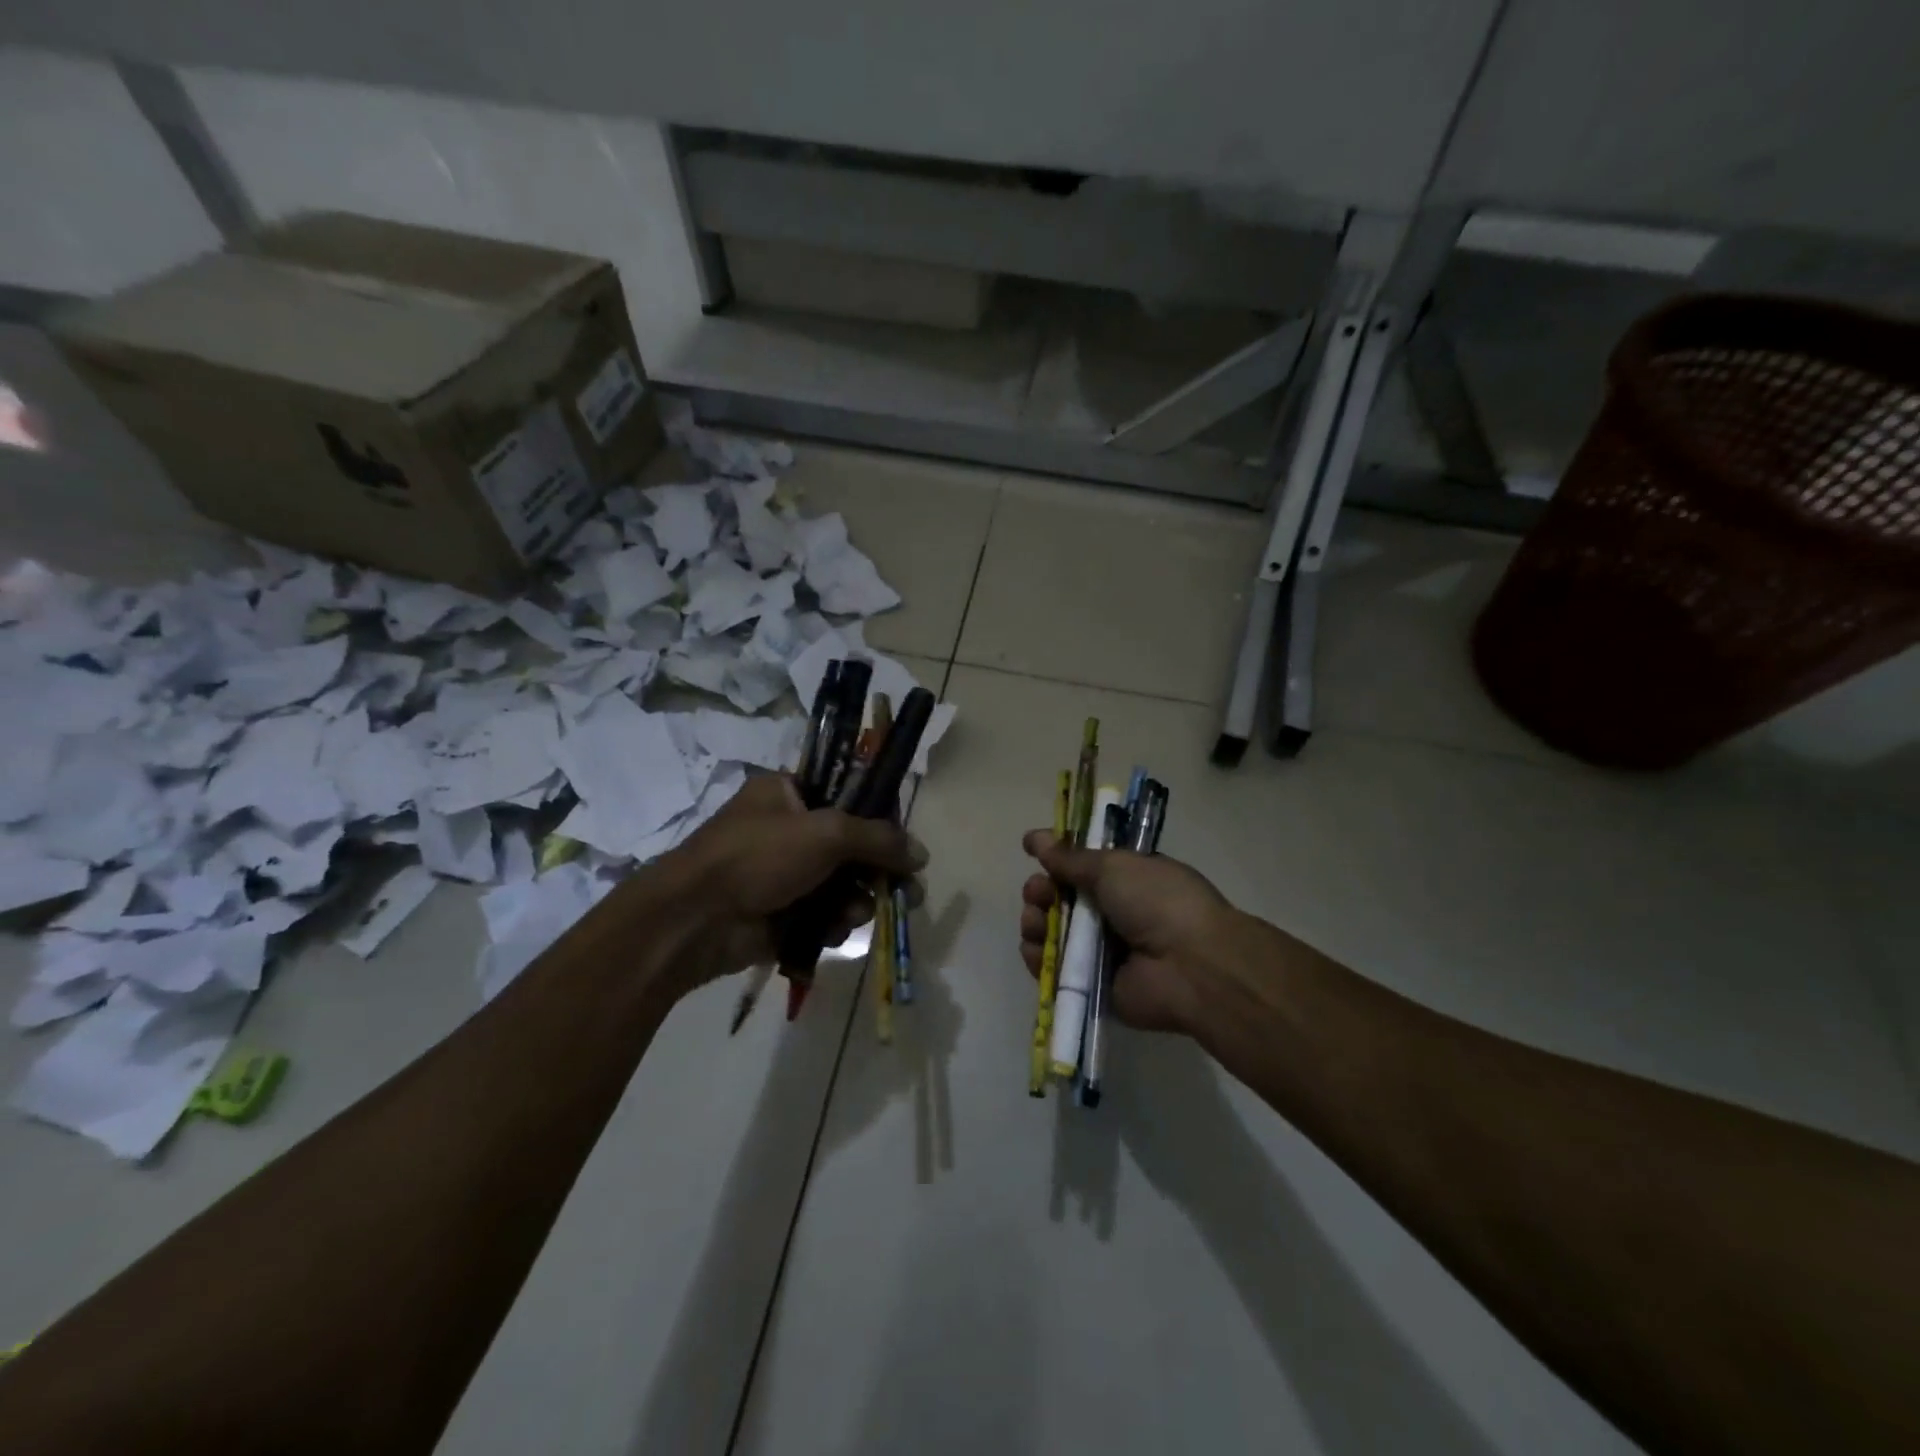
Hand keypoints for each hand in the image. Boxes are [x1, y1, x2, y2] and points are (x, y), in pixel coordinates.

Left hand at [667, 773, 926, 983]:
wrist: (694, 920)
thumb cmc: (756, 857)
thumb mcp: (826, 833)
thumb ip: (878, 839)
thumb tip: (922, 854)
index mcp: (787, 793)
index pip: (846, 796)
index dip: (878, 818)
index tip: (903, 841)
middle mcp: (786, 830)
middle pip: (850, 846)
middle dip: (877, 870)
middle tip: (907, 889)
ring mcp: (782, 874)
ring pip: (841, 885)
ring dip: (855, 900)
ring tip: (854, 913)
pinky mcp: (781, 914)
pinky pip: (824, 915)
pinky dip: (832, 923)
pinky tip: (831, 930)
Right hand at [1019, 830, 1245, 1035]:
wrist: (1191, 966)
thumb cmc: (1158, 901)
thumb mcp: (1113, 866)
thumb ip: (1070, 857)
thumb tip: (1035, 837)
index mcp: (1126, 879)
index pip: (1081, 866)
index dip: (1056, 858)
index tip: (1032, 850)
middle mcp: (1113, 913)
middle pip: (1061, 899)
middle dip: (1041, 891)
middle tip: (1038, 892)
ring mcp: (1101, 951)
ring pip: (1052, 932)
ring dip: (1037, 921)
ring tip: (1037, 920)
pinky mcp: (1092, 985)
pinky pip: (1054, 969)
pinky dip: (1039, 958)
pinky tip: (1034, 947)